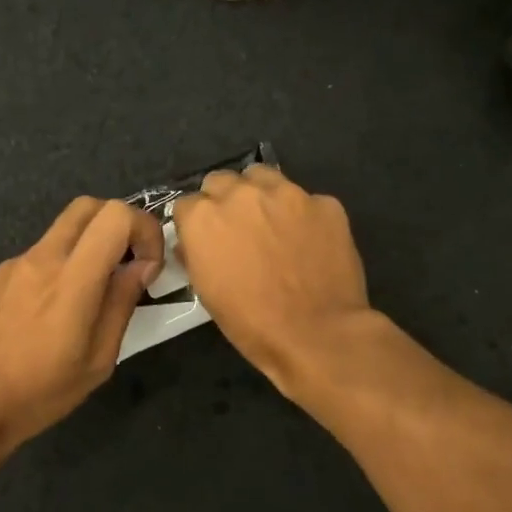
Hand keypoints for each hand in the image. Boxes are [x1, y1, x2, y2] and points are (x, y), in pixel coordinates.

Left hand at [0, 197, 164, 456]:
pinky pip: (40, 254)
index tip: (148, 266)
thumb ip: (121, 304)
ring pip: (63, 229)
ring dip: (89, 245)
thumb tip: (141, 266)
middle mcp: (42, 258)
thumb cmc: (39, 392)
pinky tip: (52, 311)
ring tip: (91, 294)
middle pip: (88, 205)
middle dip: (118, 224)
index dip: (144, 229)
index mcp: (71, 280)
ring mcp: (15, 263)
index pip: (116, 216)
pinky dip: (60, 265)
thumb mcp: (97, 360)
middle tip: (128, 263)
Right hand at [172, 165, 372, 392]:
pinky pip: (306, 200)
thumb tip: (193, 245)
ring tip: (272, 224)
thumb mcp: (207, 292)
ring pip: (263, 176)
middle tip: (238, 230)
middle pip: (221, 181)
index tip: (206, 241)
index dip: (195, 223)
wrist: (317, 335)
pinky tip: (310, 242)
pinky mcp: (325, 203)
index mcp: (204, 217)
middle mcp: (241, 194)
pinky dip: (303, 215)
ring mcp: (287, 193)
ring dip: (260, 194)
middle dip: (224, 200)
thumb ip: (196, 255)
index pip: (186, 204)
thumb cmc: (252, 323)